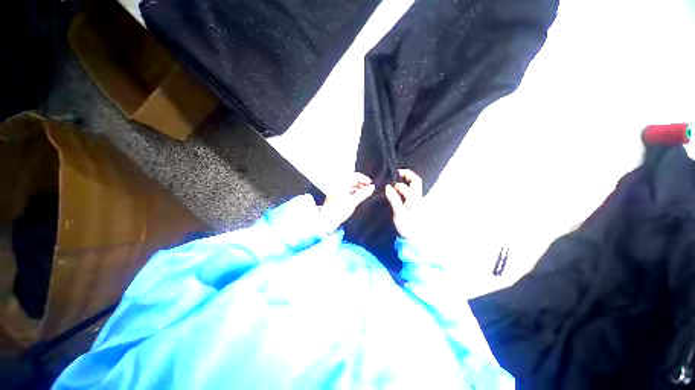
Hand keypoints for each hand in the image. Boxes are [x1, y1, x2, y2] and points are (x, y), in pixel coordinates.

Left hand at [319, 172, 374, 231]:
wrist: (327, 219)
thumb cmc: (339, 209)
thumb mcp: (354, 201)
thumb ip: (364, 193)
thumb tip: (372, 187)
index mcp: (342, 182)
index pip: (356, 176)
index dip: (364, 179)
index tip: (371, 184)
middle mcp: (339, 183)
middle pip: (352, 179)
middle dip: (361, 183)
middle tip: (369, 189)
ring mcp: (336, 188)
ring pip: (349, 184)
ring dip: (357, 187)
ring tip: (364, 193)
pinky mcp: (336, 193)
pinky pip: (346, 188)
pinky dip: (352, 191)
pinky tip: (357, 196)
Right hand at [384, 169, 422, 238]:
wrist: (414, 239)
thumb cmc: (407, 226)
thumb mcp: (398, 213)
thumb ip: (394, 199)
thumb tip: (388, 186)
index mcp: (414, 199)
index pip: (404, 186)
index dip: (395, 184)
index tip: (387, 186)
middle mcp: (418, 197)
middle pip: (416, 181)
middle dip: (407, 174)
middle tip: (397, 173)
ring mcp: (418, 201)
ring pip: (415, 186)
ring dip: (407, 180)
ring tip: (397, 179)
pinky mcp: (416, 205)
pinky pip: (412, 192)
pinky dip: (406, 187)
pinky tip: (399, 190)